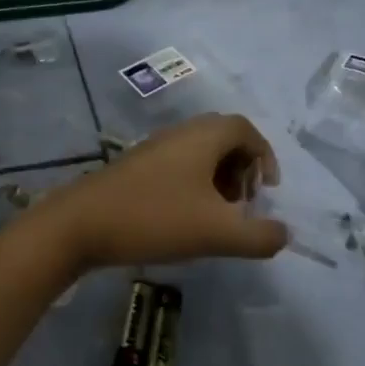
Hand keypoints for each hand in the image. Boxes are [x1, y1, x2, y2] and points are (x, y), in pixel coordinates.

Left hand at [44, 114, 288, 269]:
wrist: (80, 224)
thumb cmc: (155, 218)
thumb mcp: (216, 233)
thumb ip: (258, 236)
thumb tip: (284, 233)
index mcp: (204, 136)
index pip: (246, 129)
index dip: (265, 156)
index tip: (268, 191)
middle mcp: (180, 133)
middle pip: (224, 139)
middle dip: (242, 170)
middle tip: (243, 204)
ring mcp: (155, 148)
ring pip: (200, 153)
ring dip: (218, 180)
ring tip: (218, 216)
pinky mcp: (136, 167)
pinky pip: (178, 165)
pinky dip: (194, 185)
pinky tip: (186, 219)